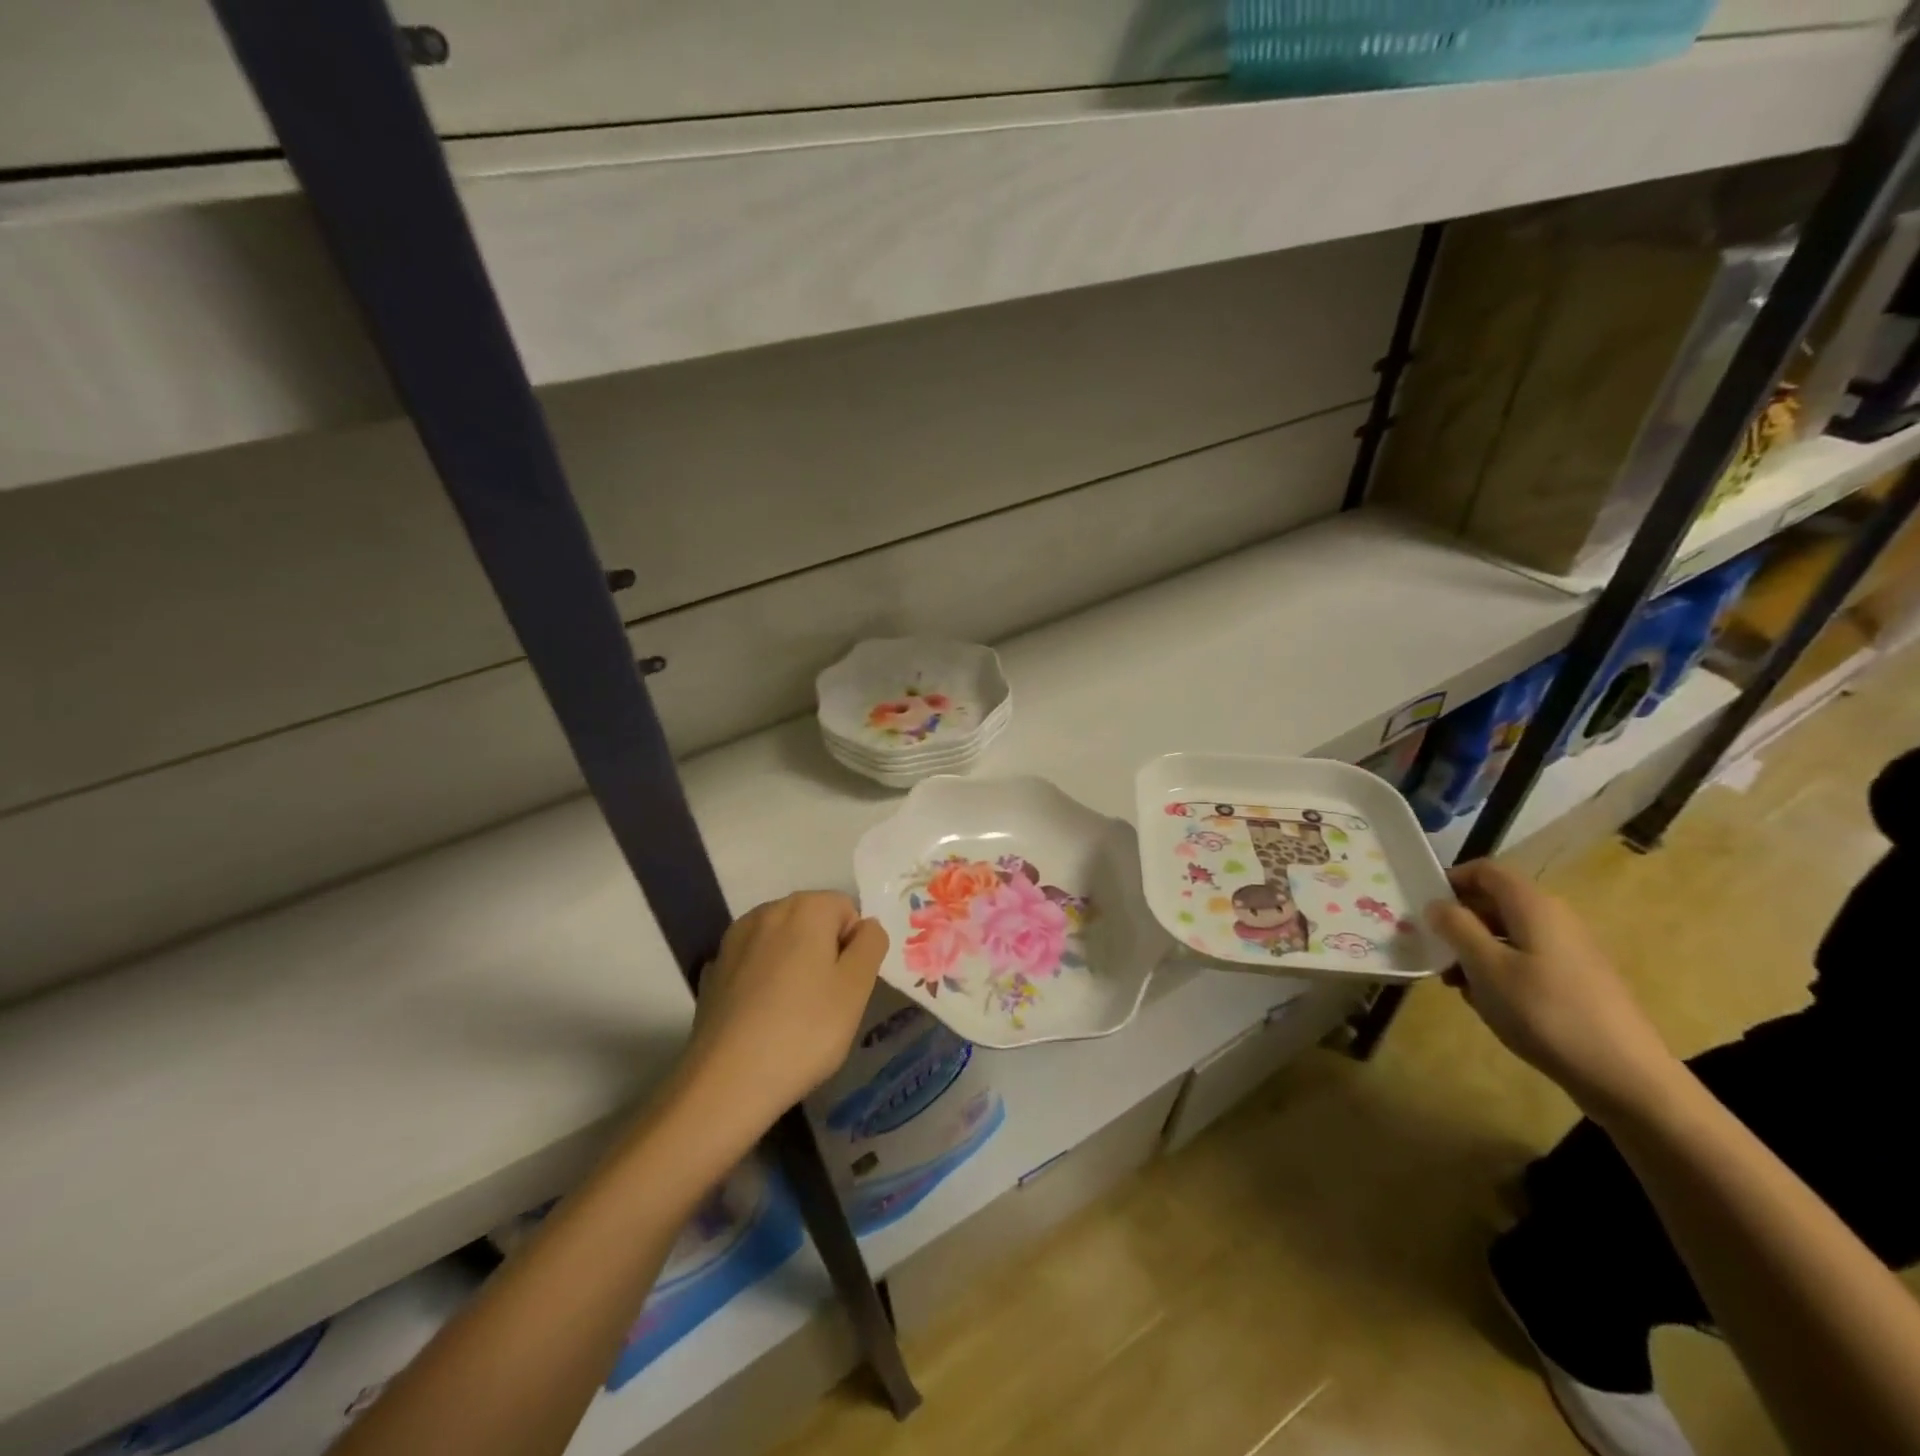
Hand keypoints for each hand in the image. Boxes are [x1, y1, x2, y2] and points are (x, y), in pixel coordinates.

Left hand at [685, 892, 888, 1128]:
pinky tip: (762, 1018)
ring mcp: (734, 939)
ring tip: (793, 1014)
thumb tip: (866, 926)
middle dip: (824, 952)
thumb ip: (871, 944)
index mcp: (805, 908)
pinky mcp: (714, 969)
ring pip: (782, 941)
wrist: (726, 1081)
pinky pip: (754, 964)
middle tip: (826, 1003)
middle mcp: (767, 911)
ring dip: (794, 965)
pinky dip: (764, 981)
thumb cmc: (805, 1030)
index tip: (846, 987)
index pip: (847, 909)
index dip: (854, 947)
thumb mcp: (857, 988)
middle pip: (812, 920)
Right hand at [1426, 860, 1680, 1121]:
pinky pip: (1526, 960)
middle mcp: (1556, 919)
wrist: (1625, 1077)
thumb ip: (1456, 927)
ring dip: (1475, 950)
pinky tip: (1490, 1003)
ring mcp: (1570, 951)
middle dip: (1459, 922)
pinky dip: (1500, 971)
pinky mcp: (1577, 981)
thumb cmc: (1545, 1012)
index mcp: (1534, 907)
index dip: (1451, 880)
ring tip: (1456, 984)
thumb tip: (1437, 904)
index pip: (1486, 871)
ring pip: (1508, 935)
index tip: (1424, 907)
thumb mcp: (1486, 967)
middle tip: (1433, 951)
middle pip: (1496, 902)